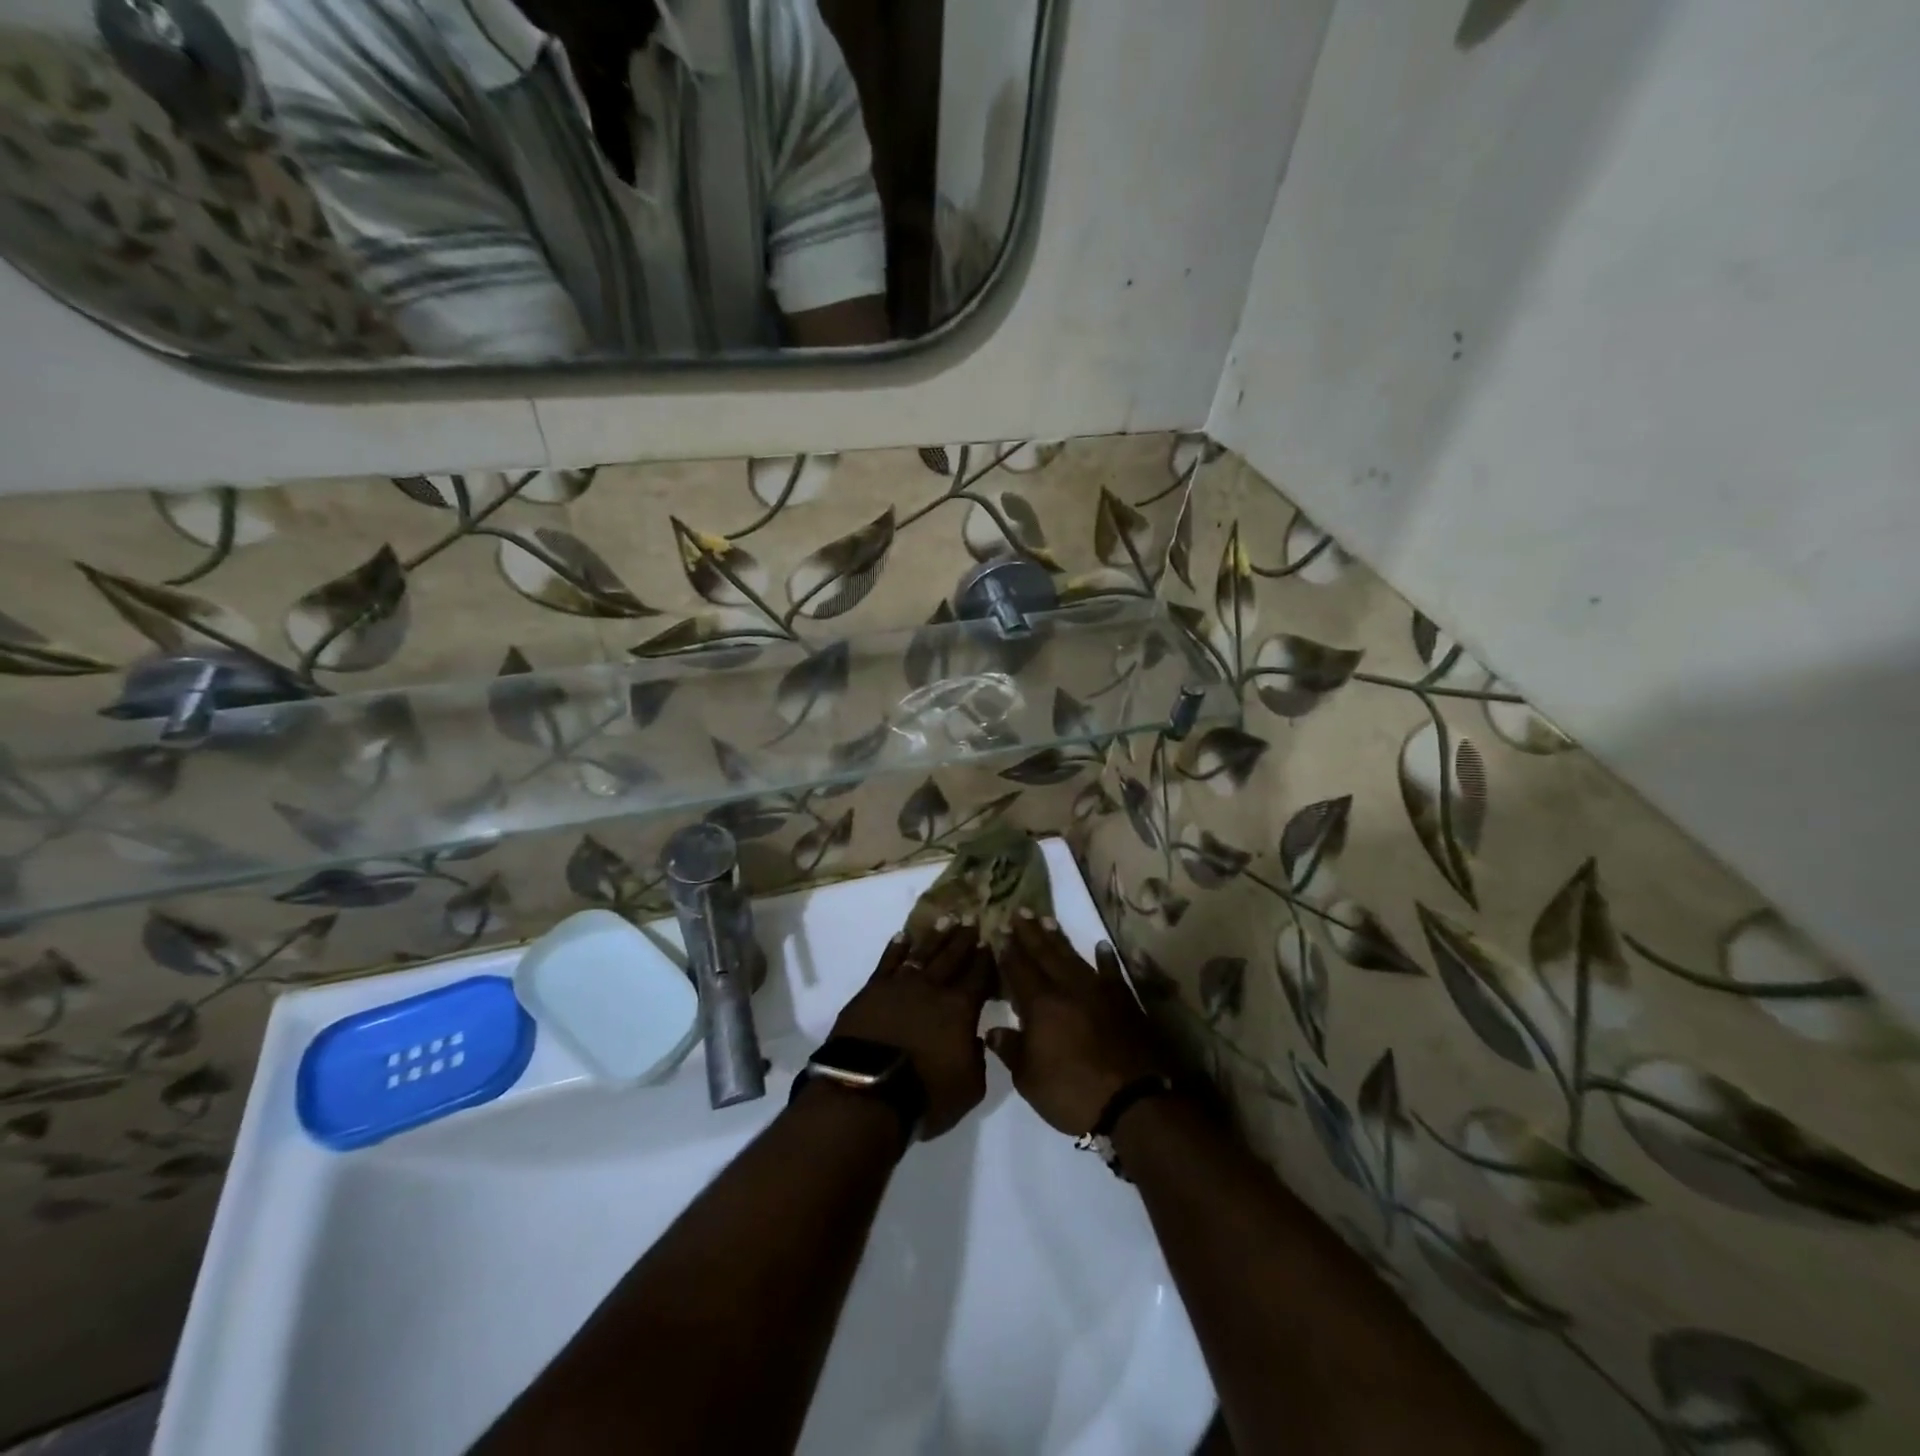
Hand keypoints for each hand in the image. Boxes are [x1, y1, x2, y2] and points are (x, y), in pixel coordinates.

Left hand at [829, 917, 993, 1138]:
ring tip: (946, 919)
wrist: (866, 1092)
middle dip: (964, 939)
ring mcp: (900, 985)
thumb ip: (979, 1057)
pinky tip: (903, 936)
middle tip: (972, 920)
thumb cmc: (925, 1095)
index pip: (979, 976)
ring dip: (936, 936)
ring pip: (923, 953)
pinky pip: (888, 961)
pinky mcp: (872, 990)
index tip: (991, 941)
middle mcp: (933, 988)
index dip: (986, 959)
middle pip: (952, 957)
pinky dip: (897, 947)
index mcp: (960, 1009)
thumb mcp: (970, 1086)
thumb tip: (977, 1038)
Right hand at [988, 910, 1167, 1135]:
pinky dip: (1107, 959)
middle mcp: (1068, 988)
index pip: (1019, 970)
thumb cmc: (1073, 1093)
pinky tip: (1102, 946)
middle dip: (1030, 933)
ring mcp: (1099, 992)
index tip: (999, 931)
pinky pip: (1113, 973)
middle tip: (1020, 911)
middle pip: (1045, 954)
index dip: (1008, 951)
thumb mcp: (1030, 1080)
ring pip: (1074, 958)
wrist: (1135, 1101)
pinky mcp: (1125, 1002)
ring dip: (1060, 939)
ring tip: (1048, 920)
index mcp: (1041, 1005)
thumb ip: (1011, 1051)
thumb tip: (993, 1031)